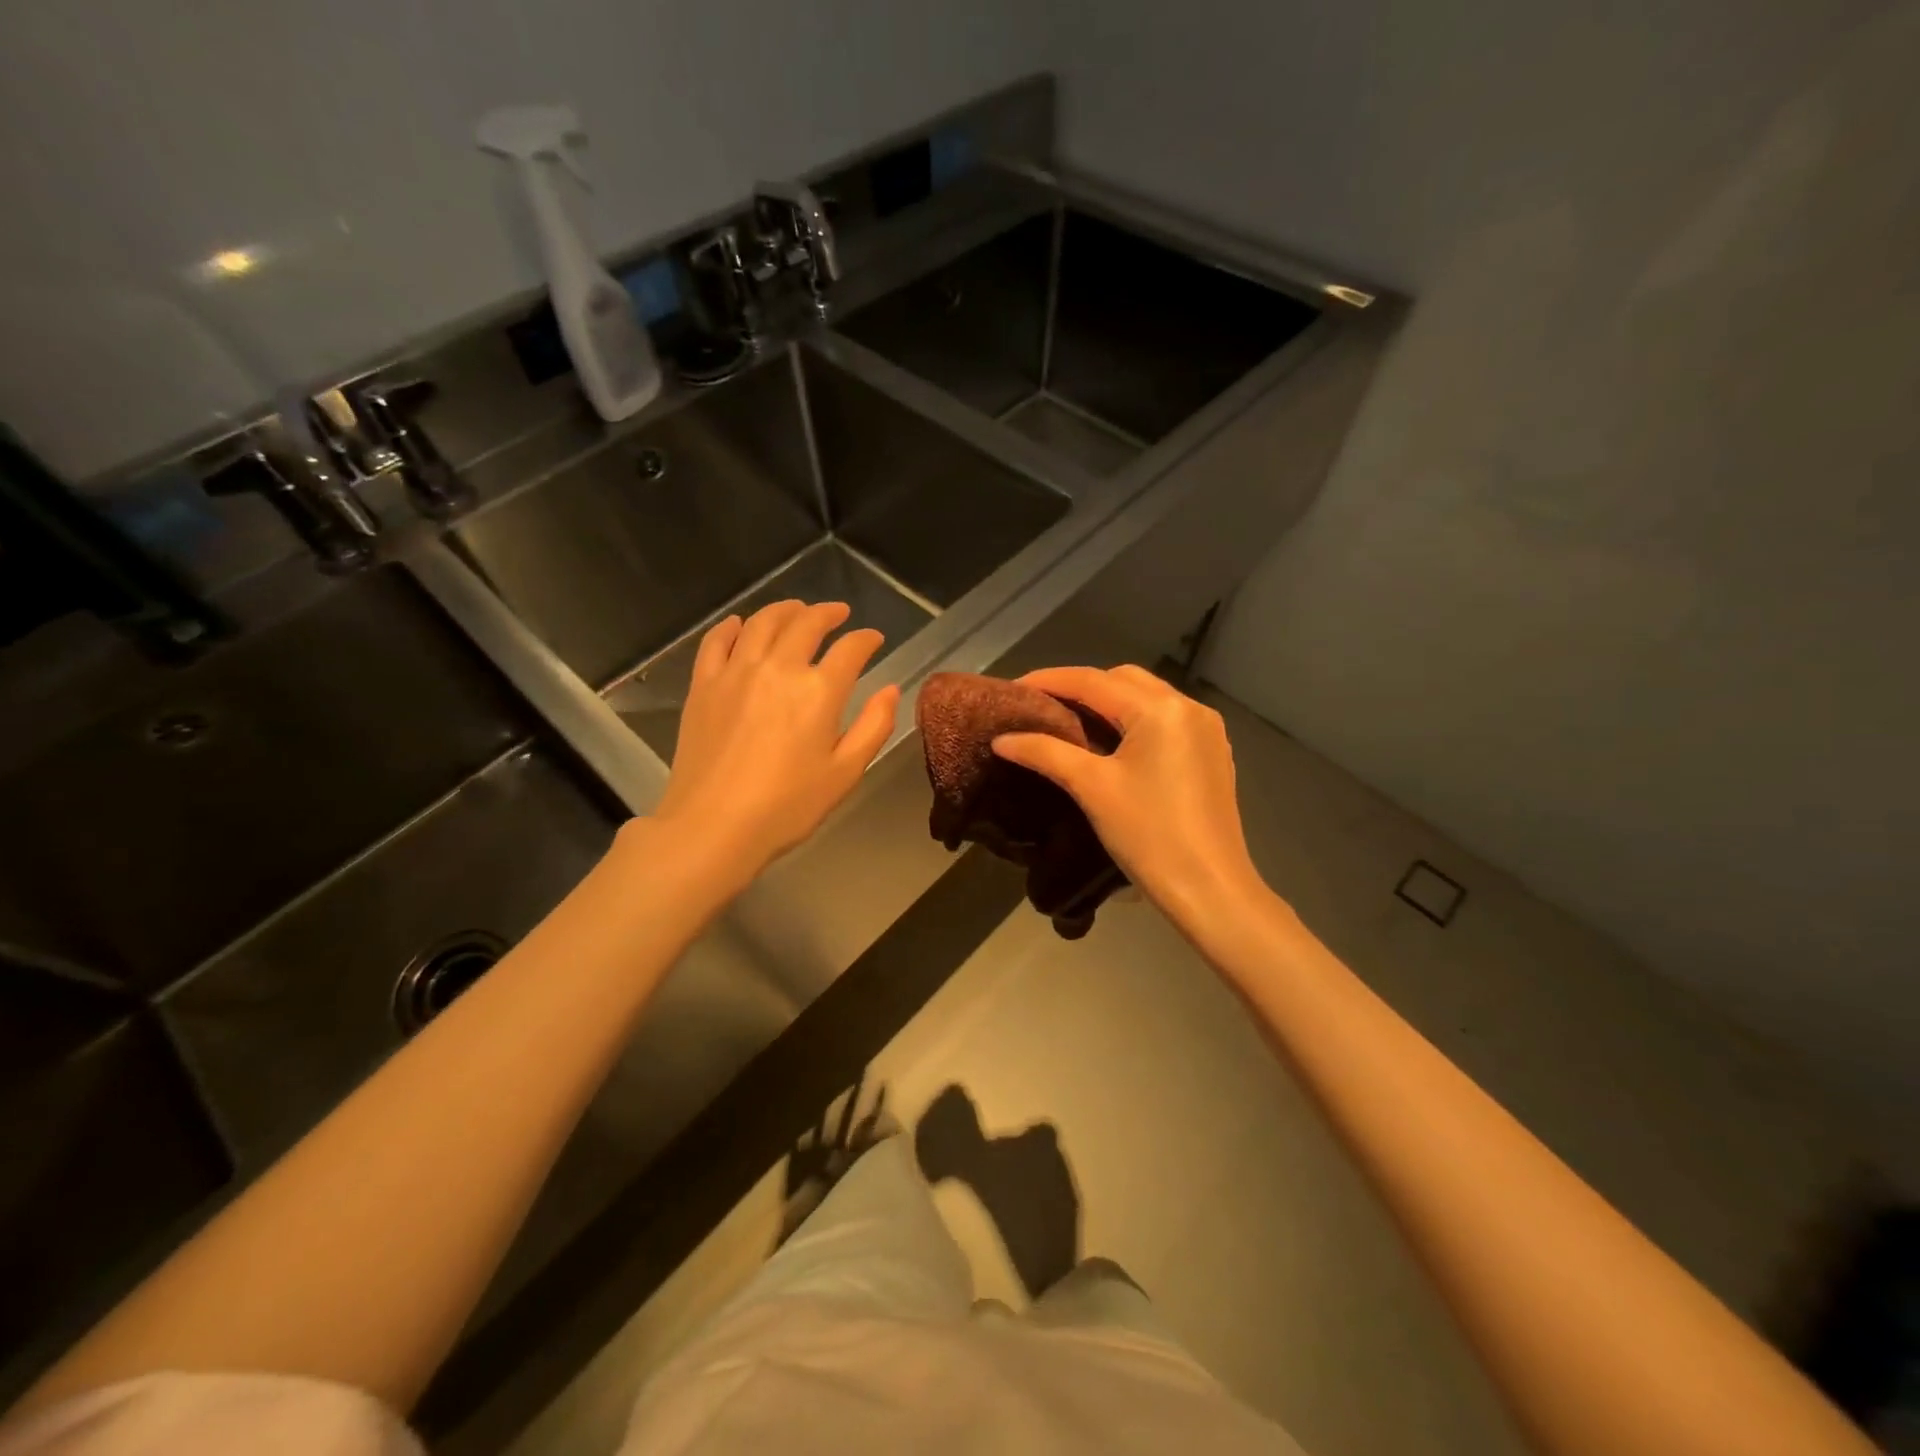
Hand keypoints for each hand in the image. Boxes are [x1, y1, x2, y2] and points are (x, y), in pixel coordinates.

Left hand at [649, 600, 898, 883]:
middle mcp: (778, 669)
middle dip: (828, 613)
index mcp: (819, 691)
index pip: (850, 649)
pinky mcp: (703, 685)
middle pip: (806, 623)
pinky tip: (740, 624)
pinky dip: (733, 626)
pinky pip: (717, 641)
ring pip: (762, 622)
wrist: (713, 826)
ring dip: (785, 609)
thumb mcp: (845, 773)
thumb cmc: (787, 806)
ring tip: (797, 609)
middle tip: (838, 613)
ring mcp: (735, 672)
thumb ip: (874, 726)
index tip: (873, 639)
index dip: (866, 639)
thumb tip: (891, 690)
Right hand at [991, 666, 1263, 929]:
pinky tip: (1111, 743)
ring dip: (1108, 703)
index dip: (1049, 680)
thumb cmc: (1148, 835)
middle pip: (1123, 680)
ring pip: (1146, 698)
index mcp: (1160, 709)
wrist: (1209, 889)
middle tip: (1042, 707)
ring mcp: (1206, 729)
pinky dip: (1133, 721)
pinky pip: (1164, 720)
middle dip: (1081, 687)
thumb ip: (1045, 753)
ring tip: (1070, 722)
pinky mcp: (1212, 752)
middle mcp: (1188, 707)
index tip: (1013, 689)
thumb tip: (1002, 739)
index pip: (1093, 681)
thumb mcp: (1092, 788)